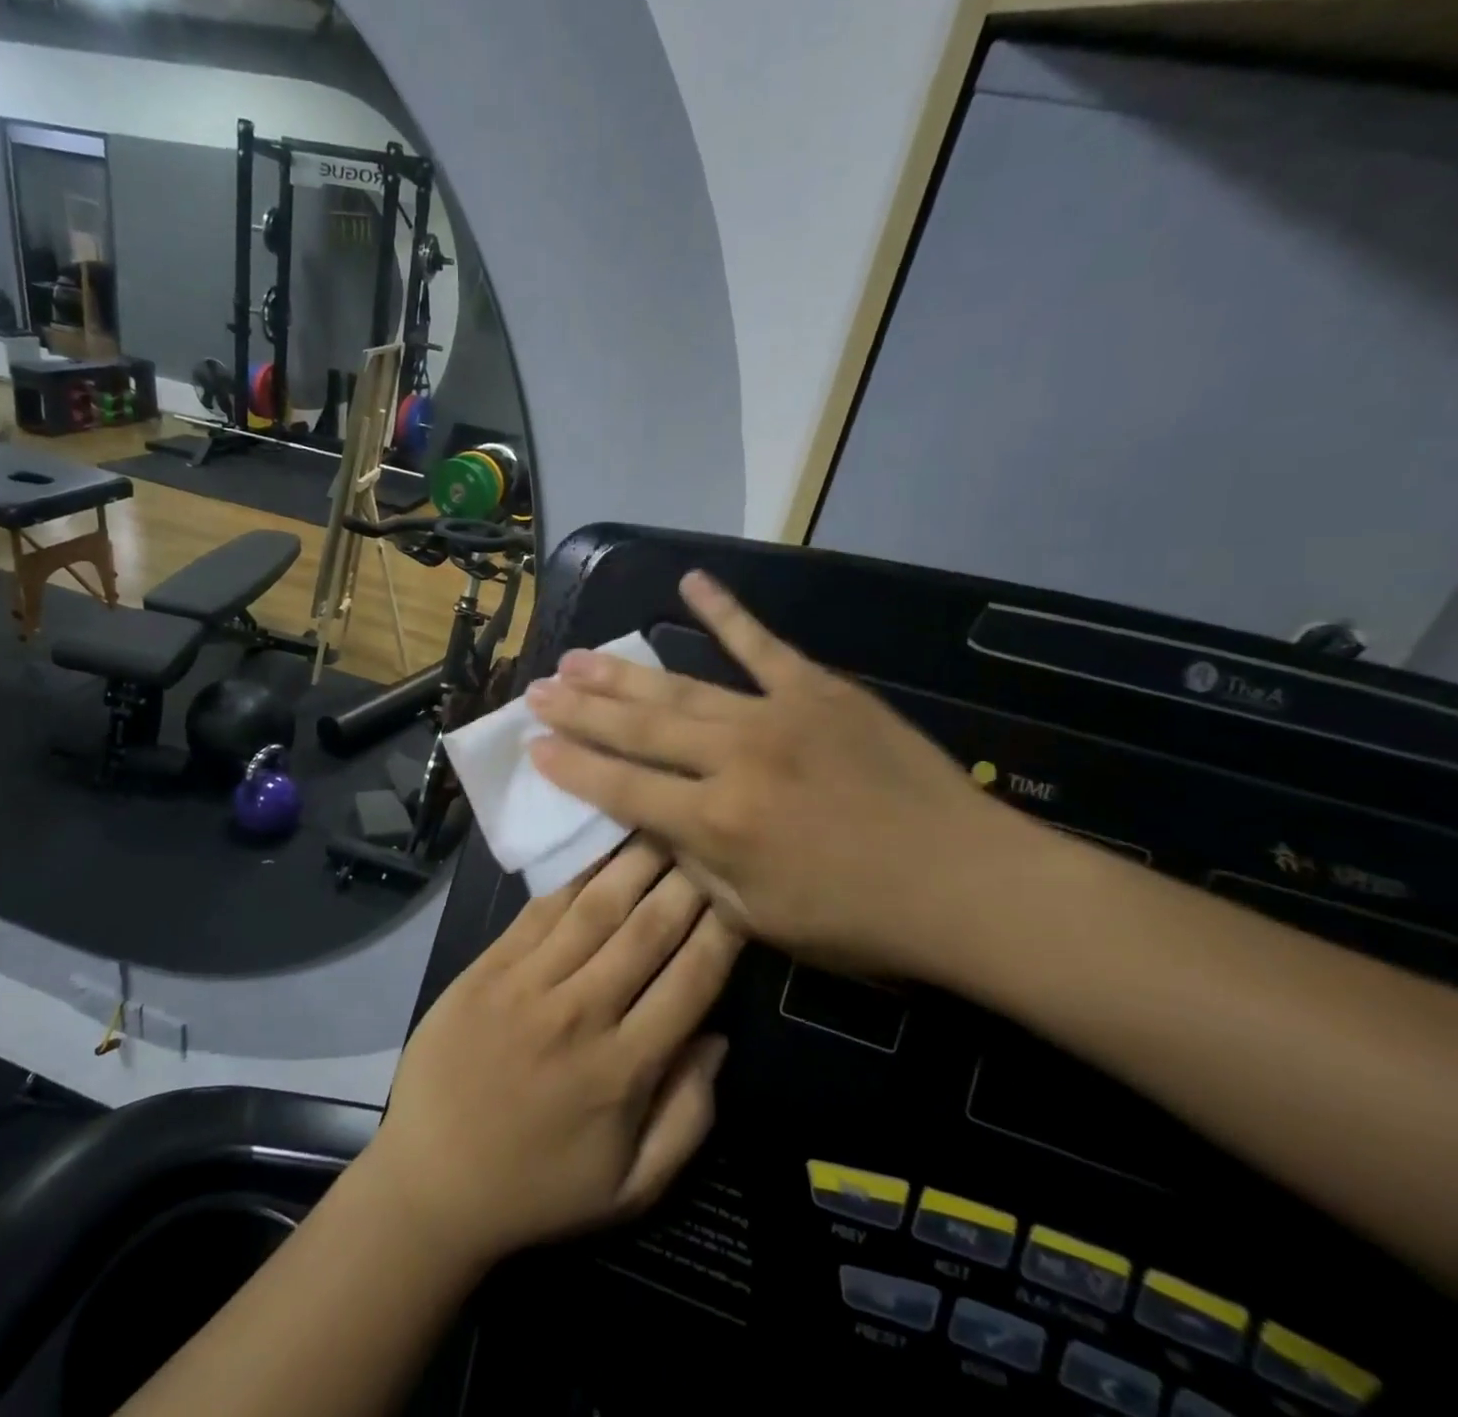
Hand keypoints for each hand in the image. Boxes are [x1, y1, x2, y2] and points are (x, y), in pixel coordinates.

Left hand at [363, 839, 741, 1269]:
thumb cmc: (538, 1188)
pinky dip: (573, 876)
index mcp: (625, 1069)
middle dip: (685, 880)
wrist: (432, 1179)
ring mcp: (529, 983)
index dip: (723, 932)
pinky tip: (597, 848)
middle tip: (708, 837)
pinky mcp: (489, 966)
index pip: (691, 981)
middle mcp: (582, 1013)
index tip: (742, 892)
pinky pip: (540, 910)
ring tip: (662, 824)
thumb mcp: (631, 1187)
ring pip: (595, 908)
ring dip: (634, 863)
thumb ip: (688, 1116)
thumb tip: (719, 1038)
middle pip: (647, 931)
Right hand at [525, 571, 1041, 980]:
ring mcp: (775, 716)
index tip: (533, 744)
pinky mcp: (818, 690)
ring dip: (622, 672)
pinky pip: (761, 644)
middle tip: (538, 688)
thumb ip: (695, 867)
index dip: (571, 766)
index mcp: (715, 824)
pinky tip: (689, 582)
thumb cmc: (861, 920)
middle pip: (638, 727)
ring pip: (680, 686)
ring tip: (576, 656)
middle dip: (580, 709)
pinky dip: (724, 612)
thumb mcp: (759, 918)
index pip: (620, 788)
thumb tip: (653, 825)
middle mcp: (732, 761)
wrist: (968, 884)